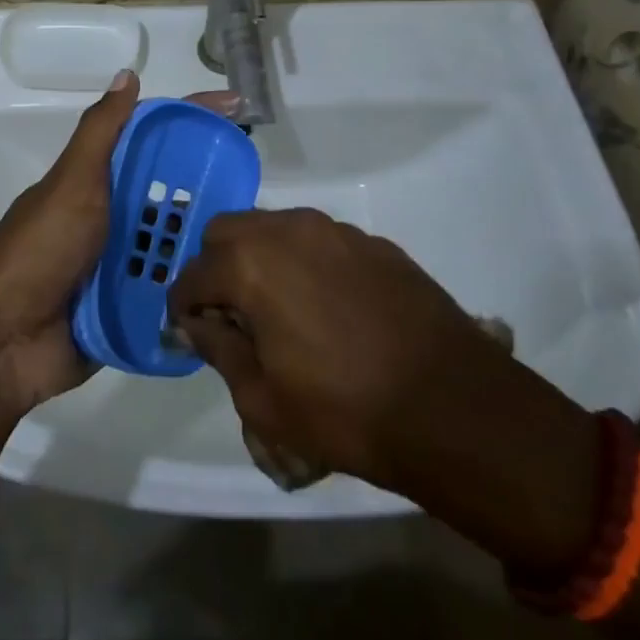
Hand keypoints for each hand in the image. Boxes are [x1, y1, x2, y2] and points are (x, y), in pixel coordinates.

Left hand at [0, 71, 237, 418]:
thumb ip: (101, 133)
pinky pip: (170, 291)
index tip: (237, 109)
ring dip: (208, 239)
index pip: (151, 139)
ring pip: (175, 242)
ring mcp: (119, 265)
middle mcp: (111, 219)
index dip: (191, 119)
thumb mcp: (71, 182)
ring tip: (257, 238)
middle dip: (210, 185)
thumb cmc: (40, 251)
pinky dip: (196, 287)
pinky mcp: (128, 309)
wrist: (4, 341)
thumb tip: (128, 74)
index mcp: (97, 183)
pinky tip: (236, 285)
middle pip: (169, 192)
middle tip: (258, 185)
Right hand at [170, 209, 601, 573]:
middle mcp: (288, 231)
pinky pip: (320, 241)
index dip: (183, 307)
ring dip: (260, 258)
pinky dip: (305, 263)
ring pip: (275, 228)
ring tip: (278, 308)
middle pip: (227, 231)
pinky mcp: (375, 244)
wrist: (455, 409)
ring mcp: (336, 232)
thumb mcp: (263, 398)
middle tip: (231, 315)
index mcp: (250, 265)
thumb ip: (218, 350)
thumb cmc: (345, 412)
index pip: (192, 276)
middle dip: (216, 267)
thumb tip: (192, 325)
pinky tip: (327, 307)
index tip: (191, 333)